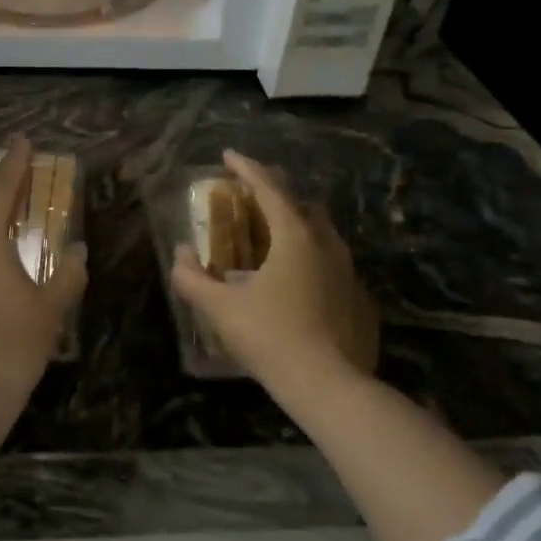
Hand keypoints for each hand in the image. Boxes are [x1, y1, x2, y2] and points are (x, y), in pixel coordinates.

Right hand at [170, 150, 380, 396]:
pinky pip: (331, 262)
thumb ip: (193, 278)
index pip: (268, 188)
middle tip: (249, 201)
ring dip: (295, 225)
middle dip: (274, 195)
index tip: (228, 155)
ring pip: (321, 233)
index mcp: (295, 236)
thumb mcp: (220, 308)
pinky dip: (309, 257)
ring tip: (271, 240)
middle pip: (301, 204)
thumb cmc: (270, 337)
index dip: (246, 168)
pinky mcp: (359, 297)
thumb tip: (181, 254)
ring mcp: (348, 270)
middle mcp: (327, 244)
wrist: (328, 384)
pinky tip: (295, 282)